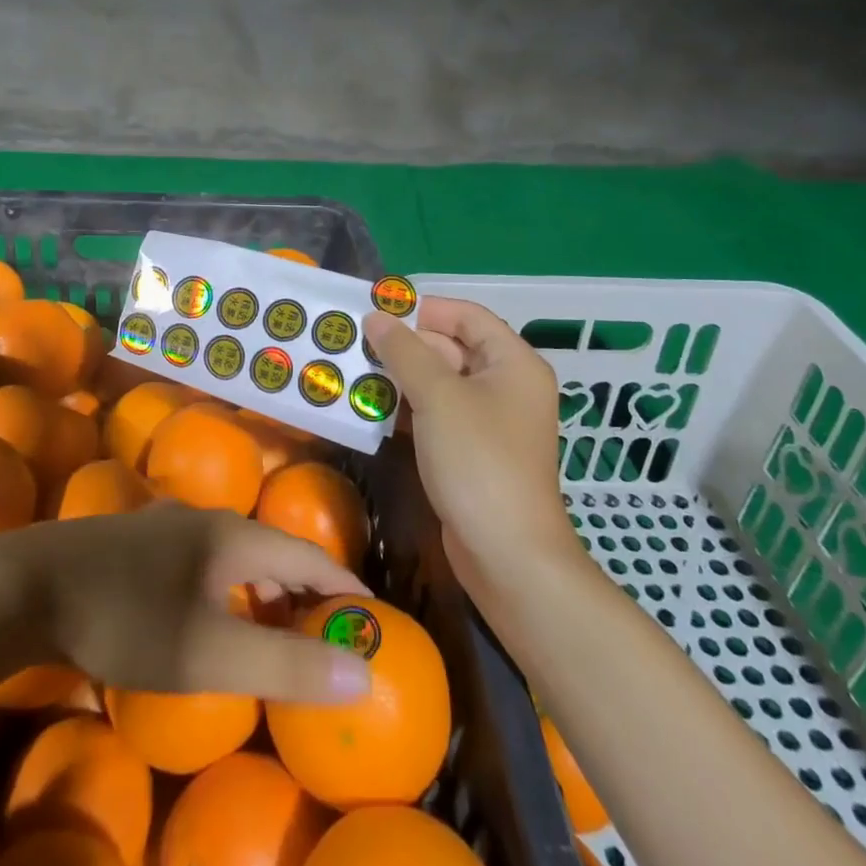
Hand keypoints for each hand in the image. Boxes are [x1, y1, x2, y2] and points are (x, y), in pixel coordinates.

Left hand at [7, 502, 374, 701]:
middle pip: (267, 547)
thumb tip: (361, 672)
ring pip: (228, 550)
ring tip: (267, 619)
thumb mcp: (209, 653)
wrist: (27, 587)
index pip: (304, 552)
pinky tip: (202, 608)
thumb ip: (284, 663)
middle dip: (299, 586)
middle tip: (319, 626)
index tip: (369, 610)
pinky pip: (197, 558)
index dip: (340, 581)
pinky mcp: (130, 541)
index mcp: (230, 535)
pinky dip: (220, 583)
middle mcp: (202, 518)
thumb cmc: (126, 617)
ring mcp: (162, 525)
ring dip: (257, 584)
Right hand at [363, 297, 583, 600]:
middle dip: (404, 345)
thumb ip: (404, 352)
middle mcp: (506, 385)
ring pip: (439, 383)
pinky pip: (436, 415)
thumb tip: (376, 317)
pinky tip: (369, 409)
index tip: (378, 312)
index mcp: (512, 362)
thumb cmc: (478, 462)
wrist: (507, 556)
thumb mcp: (437, 397)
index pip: (467, 316)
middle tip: (355, 343)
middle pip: (451, 348)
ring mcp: (489, 421)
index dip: (424, 309)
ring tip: (353, 372)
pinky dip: (406, 409)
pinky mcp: (472, 451)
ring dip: (399, 377)